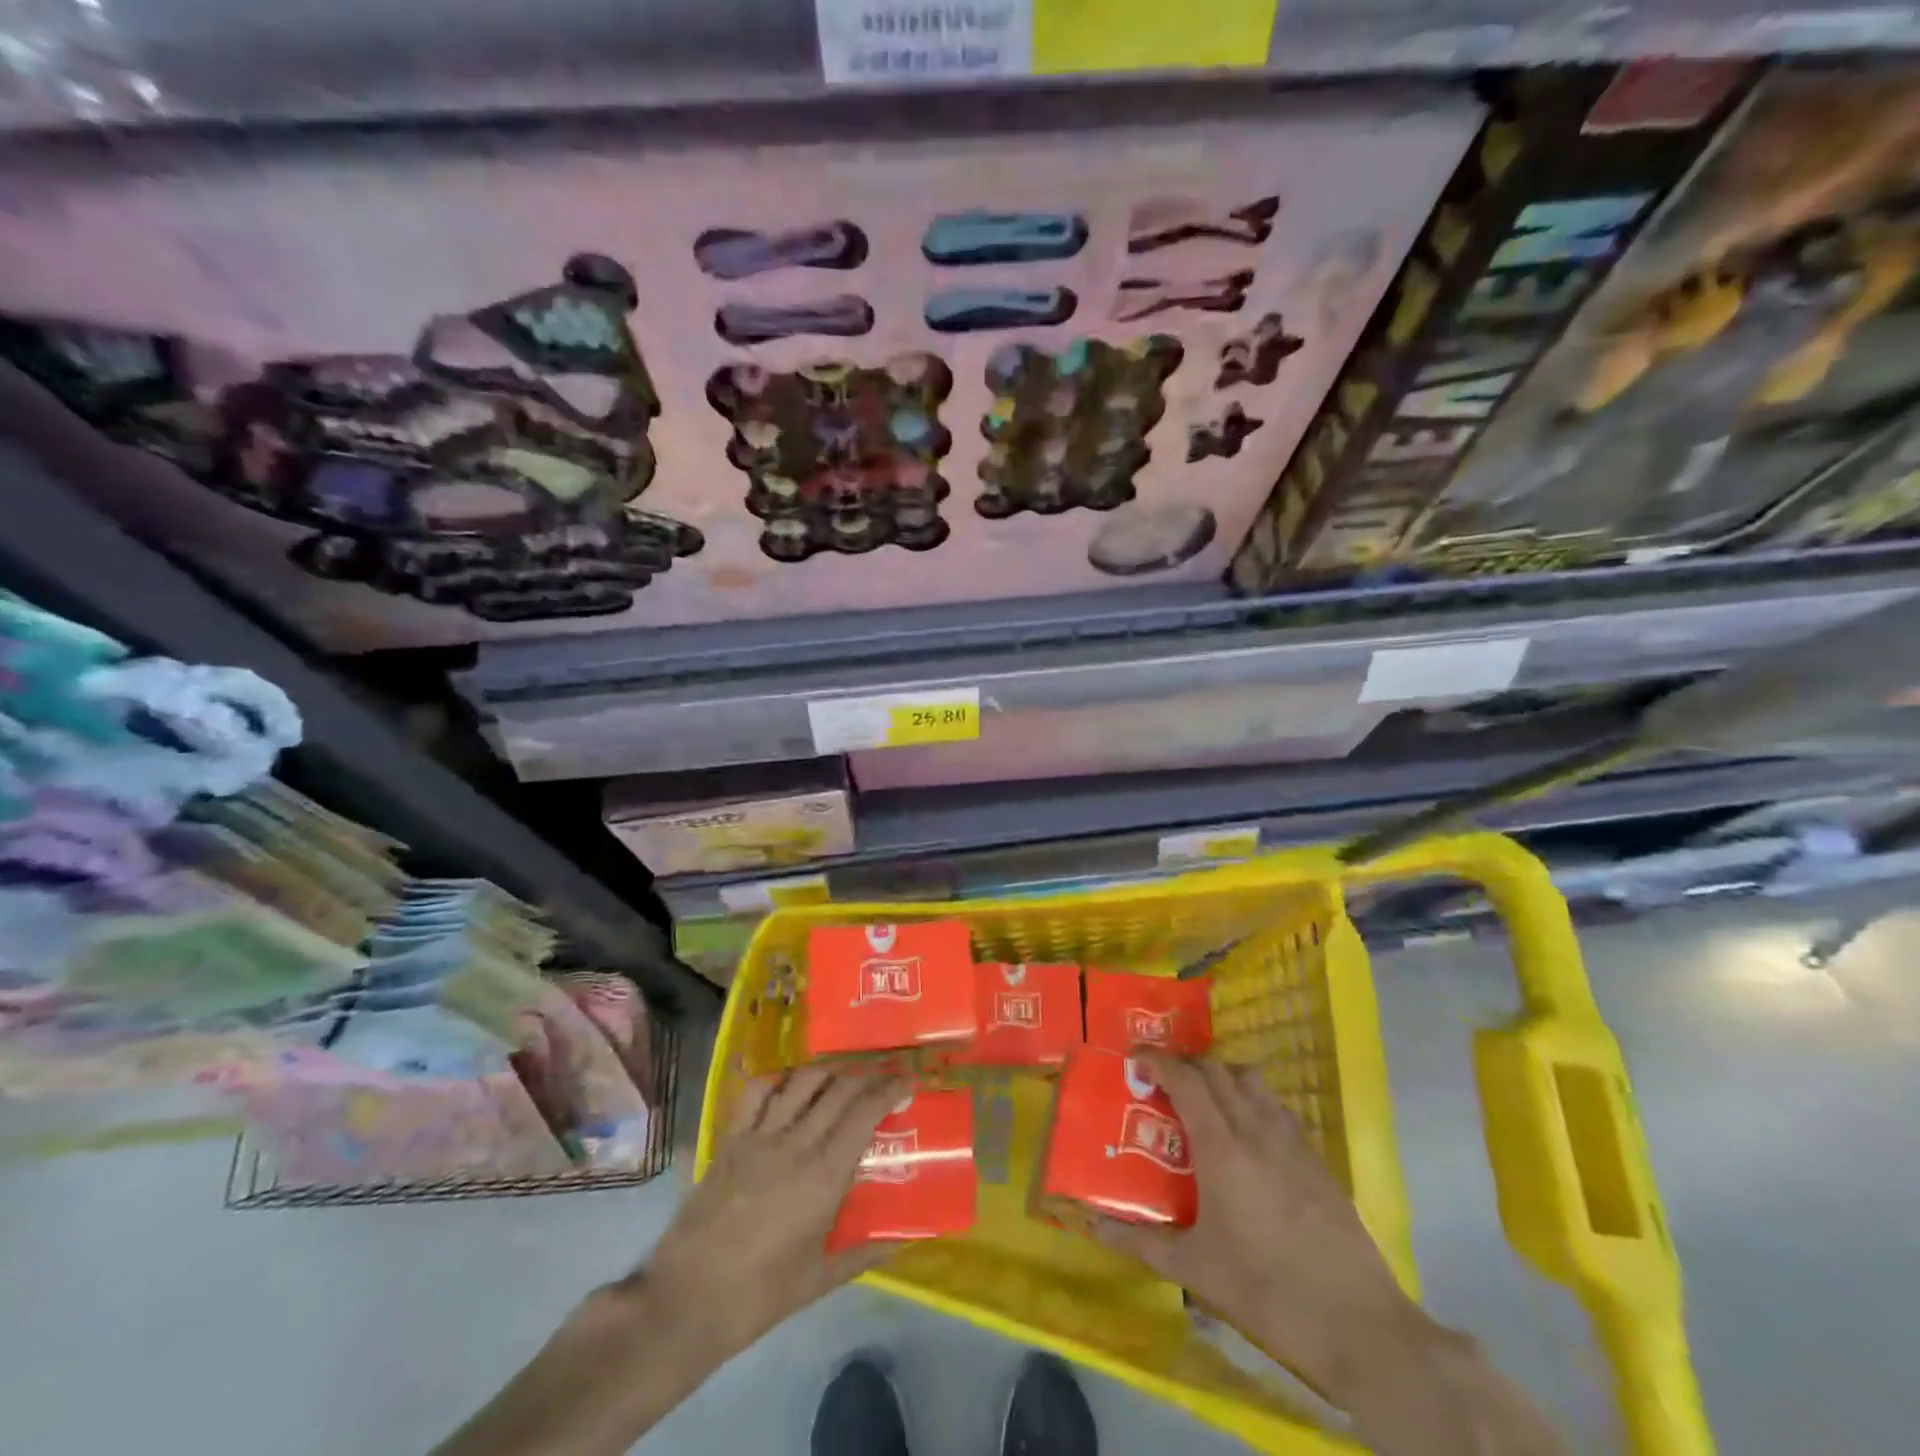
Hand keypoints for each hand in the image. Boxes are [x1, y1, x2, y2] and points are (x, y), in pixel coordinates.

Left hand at [640, 1067, 901, 1362]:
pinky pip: (757, 1092)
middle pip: (839, 1089)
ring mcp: (760, 1136)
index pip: (865, 1113)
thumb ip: (863, 1253)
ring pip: (802, 1081)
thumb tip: (902, 1240)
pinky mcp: (731, 1139)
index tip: (906, 1081)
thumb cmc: (758, 1296)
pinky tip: (790, 1085)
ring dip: (828, 1071)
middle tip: (881, 1077)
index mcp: (824, 1176)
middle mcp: (797, 1143)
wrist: (685, 1301)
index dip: (889, 1090)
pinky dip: (779, 1078)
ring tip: (842, 1076)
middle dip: (866, 1076)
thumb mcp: (818, 1280)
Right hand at [1093, 1053, 1433, 1402]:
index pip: (1186, 1079)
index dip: (1158, 1061)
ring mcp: (1292, 1142)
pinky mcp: (1318, 1161)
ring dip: (1222, 1076)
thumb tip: (1094, 1227)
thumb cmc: (1267, 1292)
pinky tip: (1248, 1137)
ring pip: (1252, 1082)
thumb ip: (1143, 1242)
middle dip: (1186, 1064)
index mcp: (1222, 1147)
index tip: (1135, 1060)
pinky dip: (1253, 1102)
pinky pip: (1277, 1109)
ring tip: (1205, 1101)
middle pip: (1217, 1070)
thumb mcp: (1196, 1270)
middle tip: (1163, 1082)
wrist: (1359, 1325)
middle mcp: (1256, 1130)